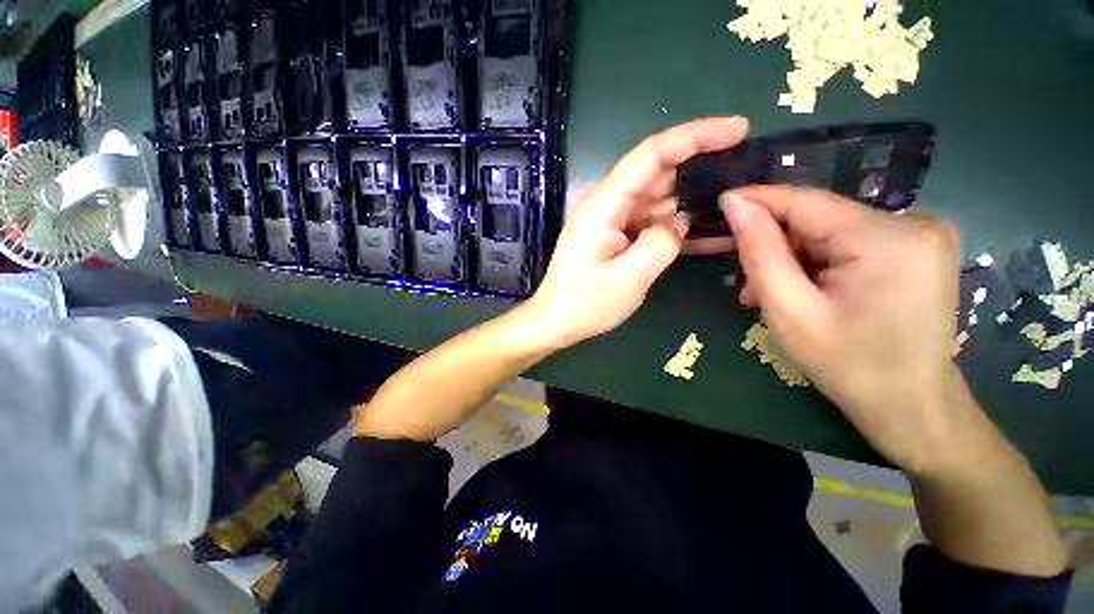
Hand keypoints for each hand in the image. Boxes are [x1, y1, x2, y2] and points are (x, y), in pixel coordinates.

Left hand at [521, 117, 749, 349]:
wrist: (556, 321)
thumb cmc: (584, 304)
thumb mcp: (627, 278)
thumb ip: (661, 243)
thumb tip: (680, 220)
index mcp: (604, 205)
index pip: (651, 155)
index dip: (695, 135)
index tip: (738, 129)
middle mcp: (608, 205)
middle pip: (659, 173)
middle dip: (701, 169)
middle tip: (746, 176)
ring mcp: (613, 221)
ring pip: (660, 200)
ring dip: (694, 203)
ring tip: (737, 208)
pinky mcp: (617, 237)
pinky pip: (652, 224)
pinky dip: (677, 228)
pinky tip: (710, 235)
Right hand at [721, 186, 974, 473]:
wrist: (912, 408)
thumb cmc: (848, 366)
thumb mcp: (789, 311)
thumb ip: (760, 253)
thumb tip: (735, 204)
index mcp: (887, 238)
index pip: (806, 201)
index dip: (758, 199)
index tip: (720, 201)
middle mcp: (914, 223)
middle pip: (819, 220)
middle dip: (775, 247)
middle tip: (746, 286)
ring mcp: (922, 235)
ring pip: (830, 233)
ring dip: (793, 260)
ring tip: (768, 297)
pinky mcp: (918, 250)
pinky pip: (850, 244)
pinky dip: (818, 264)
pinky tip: (803, 292)